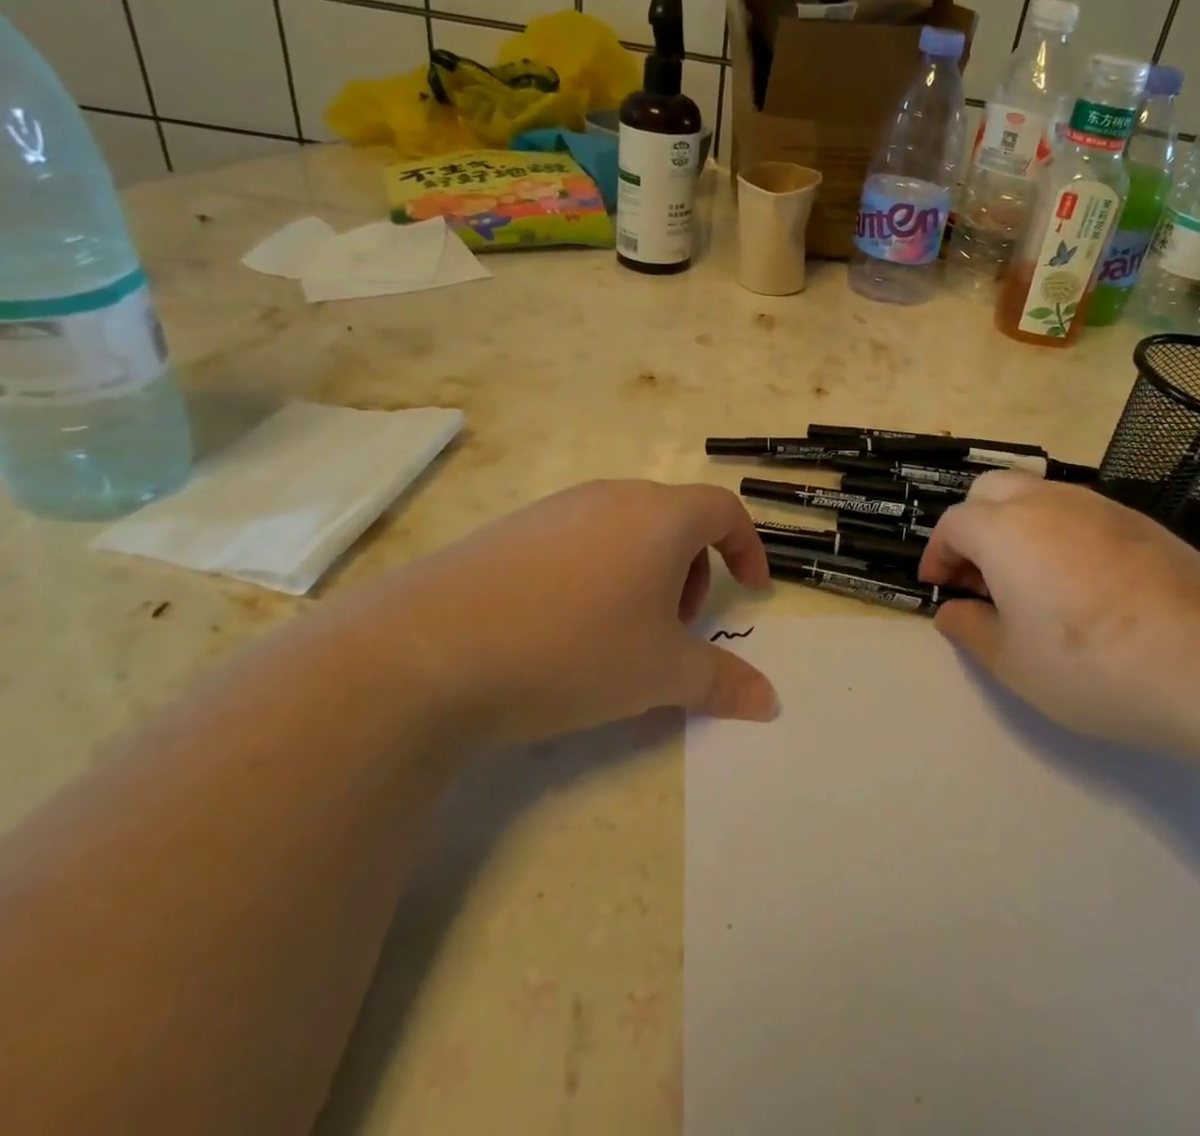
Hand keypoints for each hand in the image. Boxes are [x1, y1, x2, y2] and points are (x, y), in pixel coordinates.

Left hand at [333, 480, 777, 742]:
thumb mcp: (659, 673)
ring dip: (646, 573)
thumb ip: (722, 682)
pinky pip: (579, 539)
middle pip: (676, 519)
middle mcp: (613, 496)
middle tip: (676, 627)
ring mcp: (558, 508)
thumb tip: (770, 702)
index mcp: (660, 516)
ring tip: (621, 632)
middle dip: (693, 570)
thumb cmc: (574, 649)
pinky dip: (598, 572)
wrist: (430, 649)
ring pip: (627, 529)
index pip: (725, 510)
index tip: (752, 590)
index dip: (748, 548)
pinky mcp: (514, 528)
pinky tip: (563, 626)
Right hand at [919, 473, 1199, 751]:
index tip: (939, 587)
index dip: (939, 554)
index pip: (954, 525)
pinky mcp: (1138, 520)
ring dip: (1014, 524)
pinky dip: (1057, 531)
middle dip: (972, 526)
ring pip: (1037, 494)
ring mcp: (1096, 505)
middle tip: (977, 576)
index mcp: (1004, 530)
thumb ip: (971, 630)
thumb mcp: (1015, 663)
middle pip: (991, 492)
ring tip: (1025, 577)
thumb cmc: (1093, 665)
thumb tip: (951, 611)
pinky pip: (1078, 511)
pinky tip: (1078, 579)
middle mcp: (1045, 502)